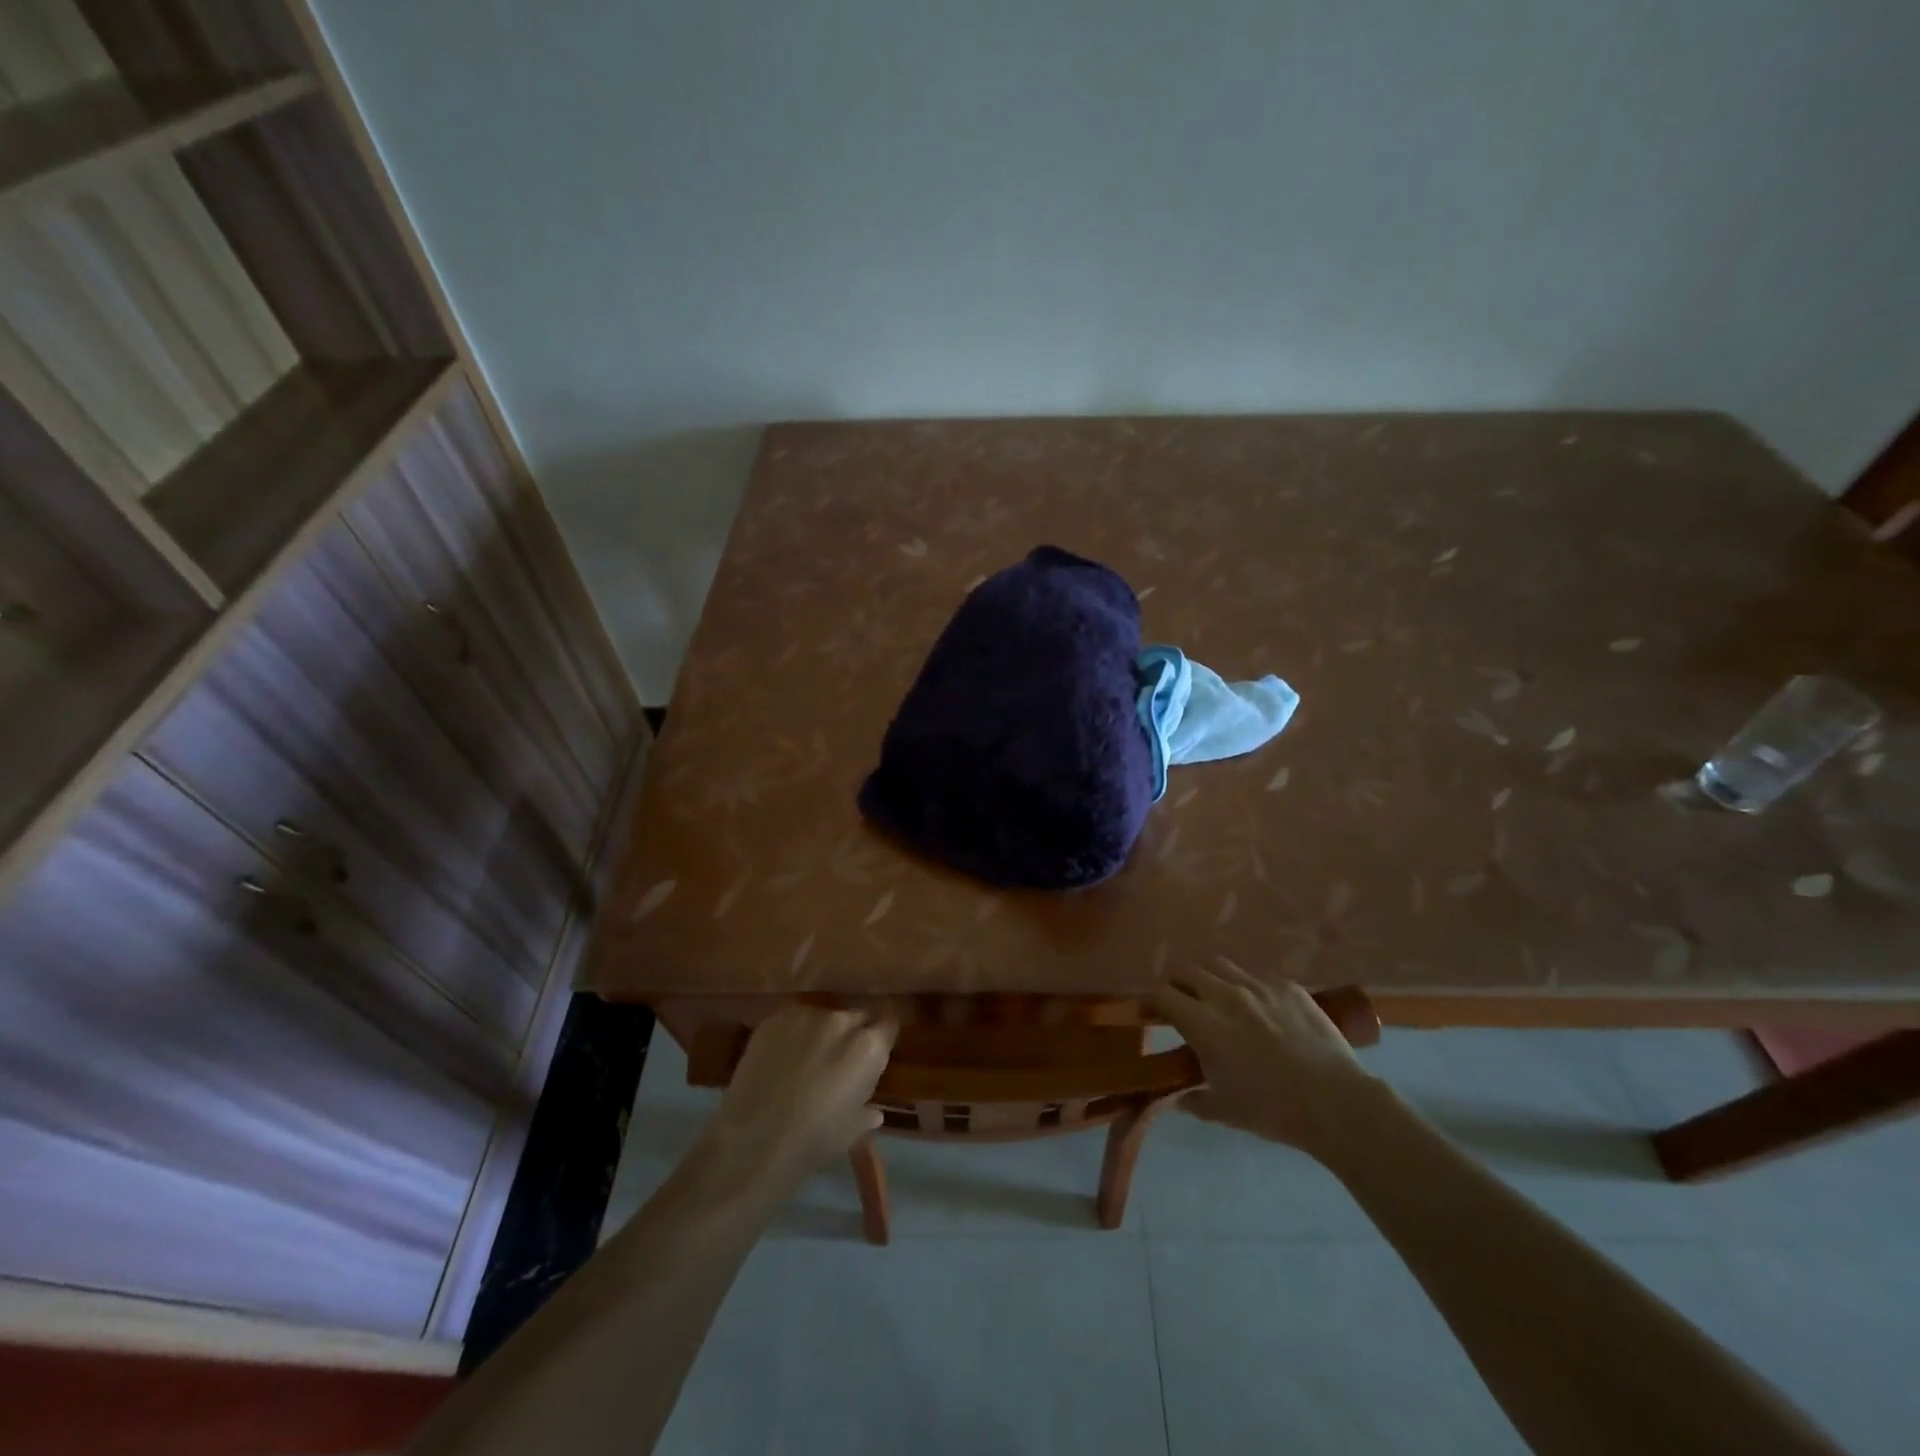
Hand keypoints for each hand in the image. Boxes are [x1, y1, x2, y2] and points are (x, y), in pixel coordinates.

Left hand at [701, 1007, 896, 1194]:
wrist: (754, 1143)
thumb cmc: (814, 1141)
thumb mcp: (853, 1130)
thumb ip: (867, 1110)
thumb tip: (874, 1110)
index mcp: (869, 1047)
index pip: (888, 1024)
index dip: (882, 1037)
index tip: (875, 1052)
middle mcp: (842, 1021)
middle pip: (856, 1017)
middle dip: (852, 1035)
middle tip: (839, 1060)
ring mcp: (806, 1016)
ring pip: (823, 1018)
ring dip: (821, 1033)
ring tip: (806, 1060)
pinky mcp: (775, 1019)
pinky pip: (793, 1021)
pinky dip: (793, 1035)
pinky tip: (781, 1058)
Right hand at [1150, 958, 1384, 1162]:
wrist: (1335, 1101)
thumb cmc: (1272, 1109)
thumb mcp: (1224, 1111)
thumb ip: (1194, 1101)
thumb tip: (1176, 1099)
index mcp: (1203, 1023)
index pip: (1163, 995)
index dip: (1151, 1001)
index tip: (1150, 1012)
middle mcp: (1225, 994)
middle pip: (1188, 971)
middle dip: (1177, 983)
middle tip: (1181, 1001)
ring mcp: (1258, 986)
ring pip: (1221, 965)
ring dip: (1209, 977)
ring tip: (1216, 995)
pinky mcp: (1288, 986)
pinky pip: (1257, 975)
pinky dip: (1247, 985)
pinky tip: (1257, 1005)